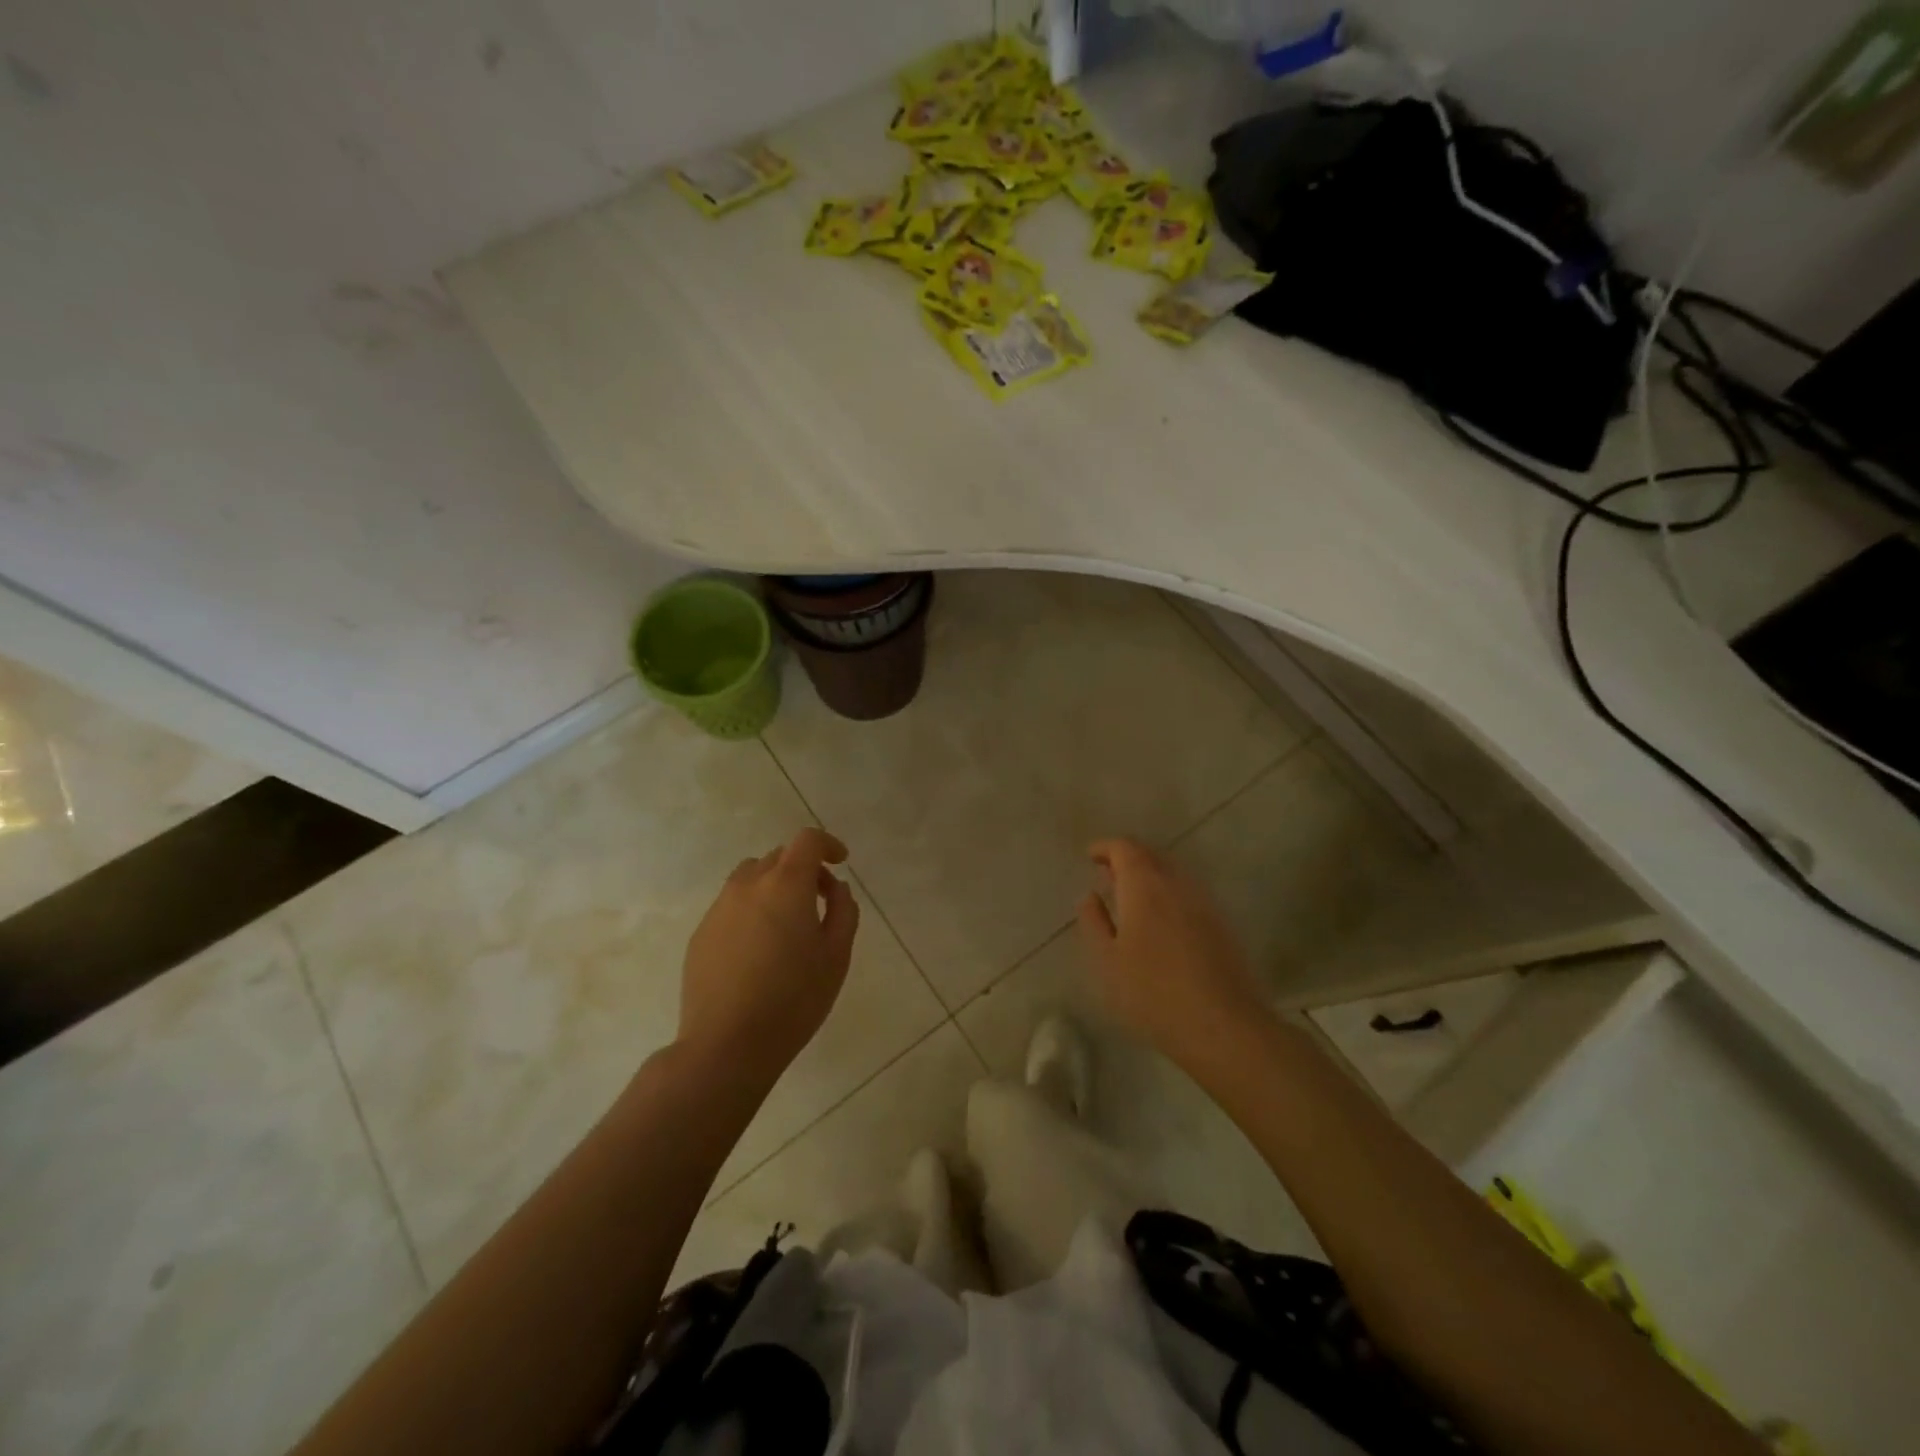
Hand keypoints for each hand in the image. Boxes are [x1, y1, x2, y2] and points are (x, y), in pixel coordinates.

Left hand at [679, 827, 859, 1077]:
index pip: (807, 840)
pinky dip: (751, 910)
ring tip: (786, 925)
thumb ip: (843, 912)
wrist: (726, 1045)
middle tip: (820, 902)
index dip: (827, 844)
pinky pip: (732, 906)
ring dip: (774, 886)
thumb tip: (836, 889)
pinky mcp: (701, 933)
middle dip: (803, 869)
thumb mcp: (837, 956)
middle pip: (779, 857)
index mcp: (786, 884)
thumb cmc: (793, 999)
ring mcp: (719, 908)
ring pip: (751, 878)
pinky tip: (758, 951)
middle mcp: (749, 885)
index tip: (840, 863)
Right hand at [1076, 838, 1267, 1068]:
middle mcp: (1176, 883)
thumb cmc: (1153, 992)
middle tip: (1107, 874)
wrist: (1223, 1025)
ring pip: (1172, 873)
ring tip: (1130, 896)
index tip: (1091, 856)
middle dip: (1127, 858)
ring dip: (1149, 875)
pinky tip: (1160, 919)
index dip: (1106, 848)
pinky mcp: (1221, 923)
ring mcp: (1204, 902)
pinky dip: (1168, 892)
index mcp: (1144, 886)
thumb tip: (1090, 896)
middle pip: (1151, 855)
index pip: (1125, 848)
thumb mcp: (1108, 961)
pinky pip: (1188, 892)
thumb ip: (1095, 922)